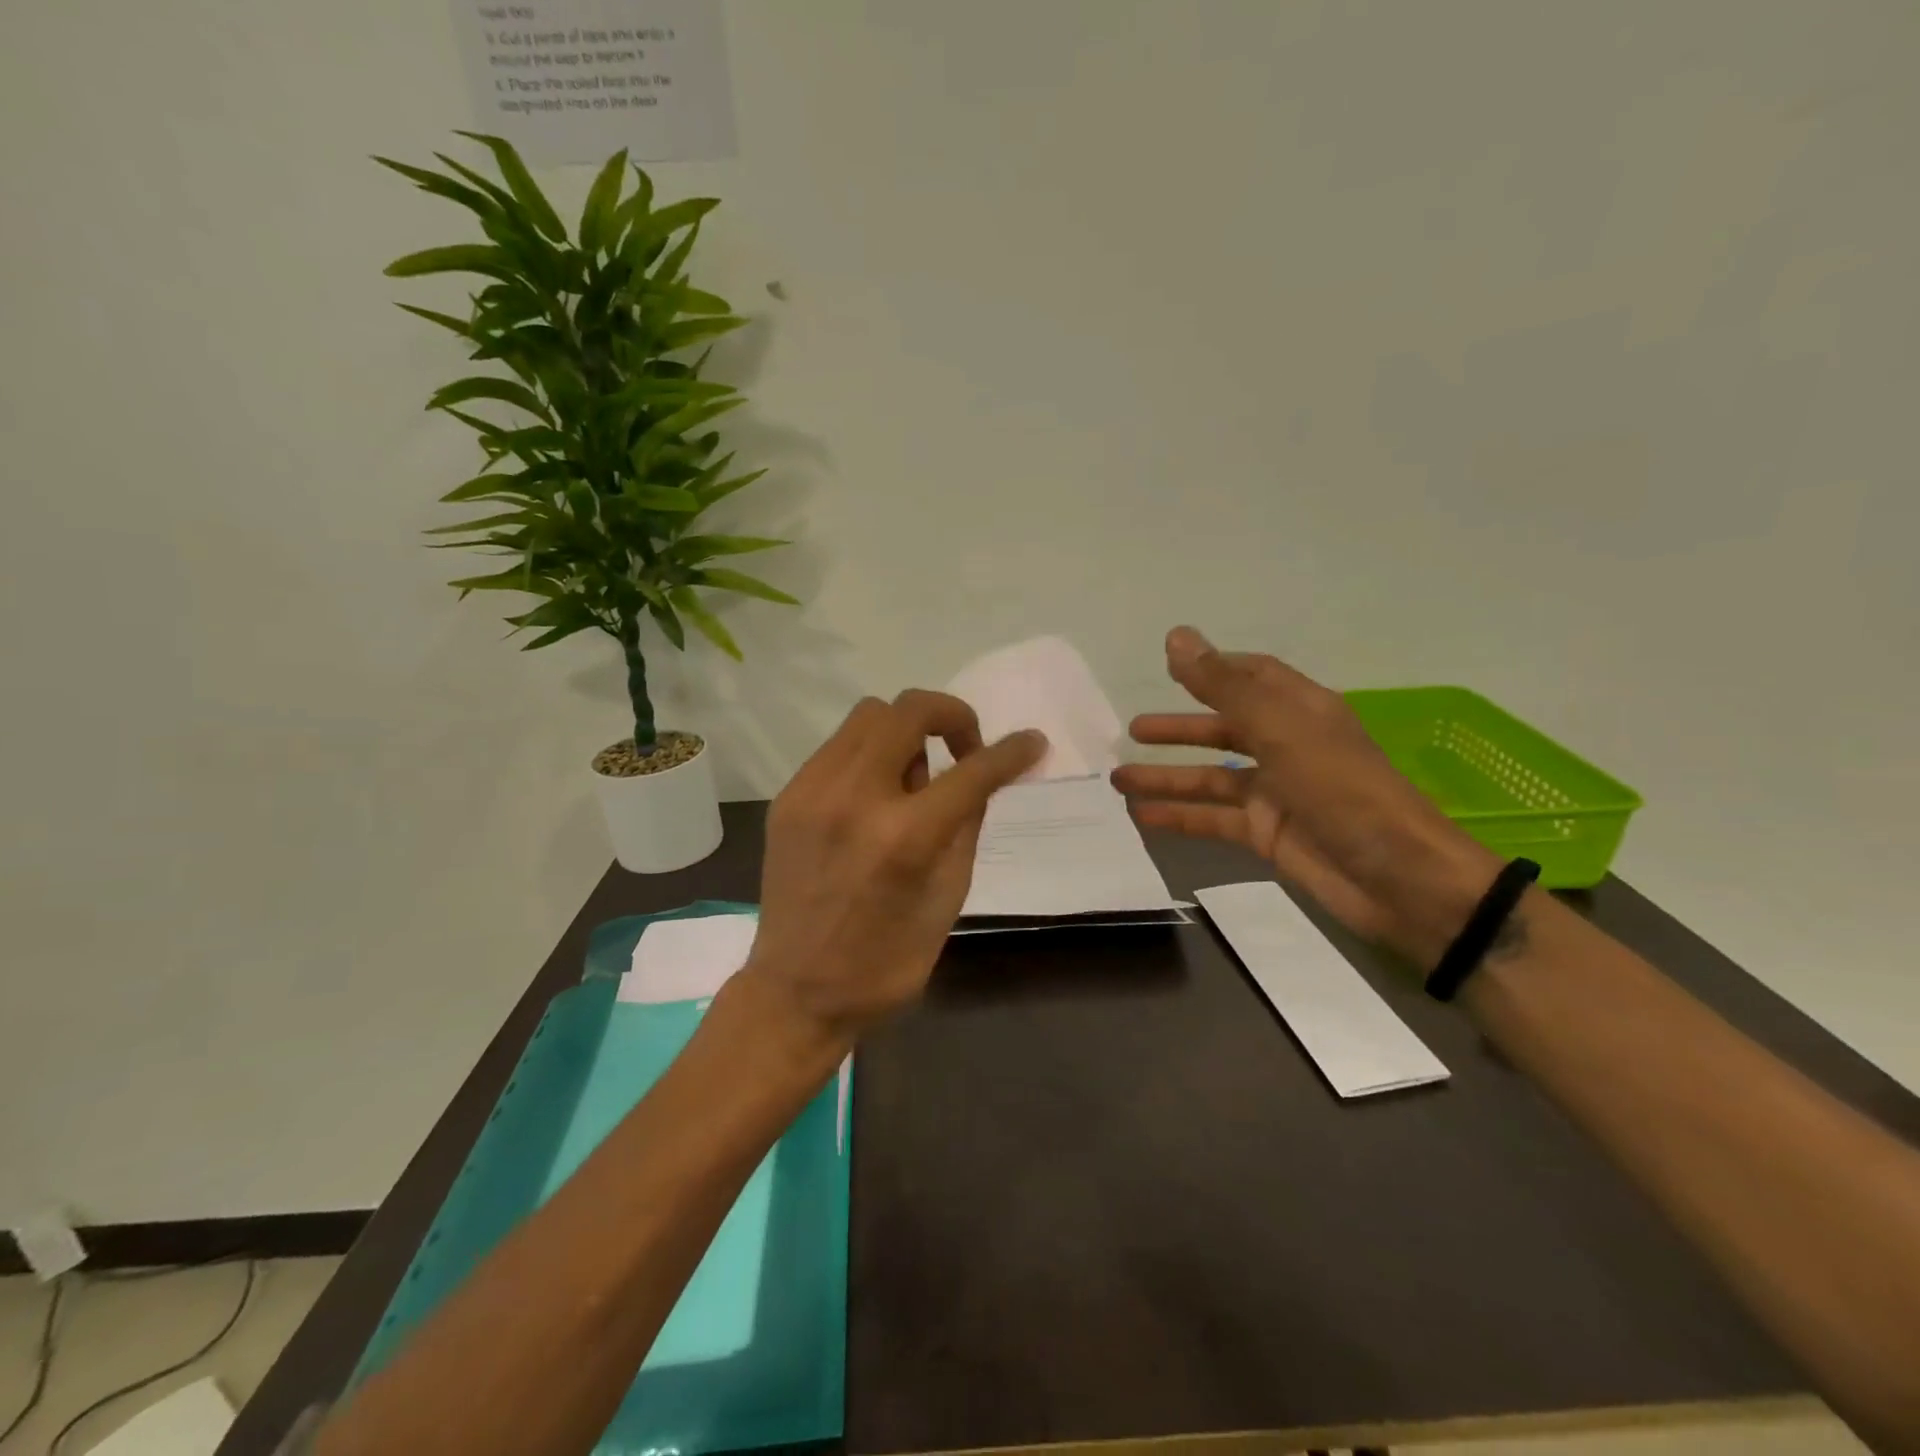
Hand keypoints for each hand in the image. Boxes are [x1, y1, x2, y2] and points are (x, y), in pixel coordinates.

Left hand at [743, 690, 1046, 1040]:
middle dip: (952, 716)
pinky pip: (839, 747)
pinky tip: (876, 795)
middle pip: (910, 709)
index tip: (1032, 743)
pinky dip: (870, 755)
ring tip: (915, 778)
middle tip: (965, 749)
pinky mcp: (788, 797)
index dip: (1011, 752)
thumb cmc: (886, 961)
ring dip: (906, 730)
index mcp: (905, 837)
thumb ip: (966, 826)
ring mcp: (813, 792)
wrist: (795, 992)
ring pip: (869, 714)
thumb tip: (981, 777)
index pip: (972, 771)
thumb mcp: (948, 899)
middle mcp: (855, 798)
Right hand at [1112, 627, 1500, 964]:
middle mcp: (1286, 747)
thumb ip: (1225, 686)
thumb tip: (1176, 637)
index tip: (1168, 667)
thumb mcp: (1281, 730)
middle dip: (1179, 729)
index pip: (1254, 677)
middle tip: (1132, 731)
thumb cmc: (1343, 791)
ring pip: (1211, 778)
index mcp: (1300, 712)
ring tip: (1118, 779)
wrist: (1399, 879)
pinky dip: (1179, 818)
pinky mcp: (1266, 835)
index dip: (1214, 669)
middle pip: (1224, 728)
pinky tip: (1142, 818)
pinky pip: (1213, 819)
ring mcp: (1276, 794)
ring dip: (1167, 777)